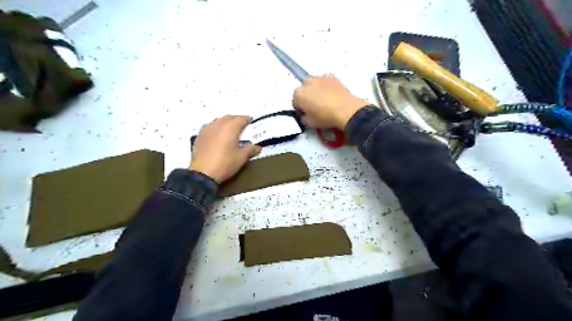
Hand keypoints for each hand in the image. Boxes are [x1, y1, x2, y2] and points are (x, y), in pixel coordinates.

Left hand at [191, 116, 262, 182]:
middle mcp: (218, 125)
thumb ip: (250, 150)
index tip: (251, 120)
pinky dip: (216, 128)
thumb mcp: (241, 158)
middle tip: (242, 125)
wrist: (203, 173)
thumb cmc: (225, 163)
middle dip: (236, 119)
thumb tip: (258, 147)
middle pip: (229, 117)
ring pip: (218, 121)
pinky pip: (210, 127)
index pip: (241, 119)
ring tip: (230, 129)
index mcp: (230, 128)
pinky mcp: (199, 136)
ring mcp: (207, 129)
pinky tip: (217, 135)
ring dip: (225, 122)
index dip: (247, 119)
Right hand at [295, 74, 371, 129]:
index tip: (307, 114)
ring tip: (324, 100)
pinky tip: (332, 95)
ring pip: (313, 84)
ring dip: (315, 90)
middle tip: (315, 106)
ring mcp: (319, 78)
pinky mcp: (331, 76)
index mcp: (298, 95)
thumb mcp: (310, 123)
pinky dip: (326, 87)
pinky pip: (324, 82)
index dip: (300, 109)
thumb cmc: (325, 117)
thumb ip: (304, 117)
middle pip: (303, 90)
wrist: (345, 110)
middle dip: (307, 97)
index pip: (295, 102)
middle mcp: (306, 83)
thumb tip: (306, 114)